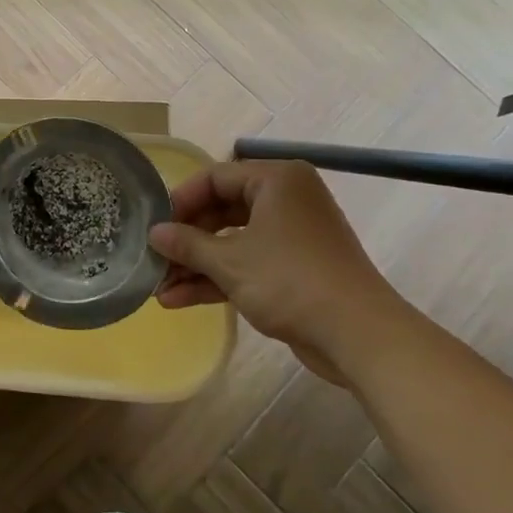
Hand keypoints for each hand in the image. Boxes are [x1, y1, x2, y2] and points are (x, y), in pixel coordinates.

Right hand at [147, 160, 406, 383]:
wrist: (358, 335)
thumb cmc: (290, 282)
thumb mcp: (230, 262)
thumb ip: (187, 244)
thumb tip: (154, 233)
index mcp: (276, 180)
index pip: (215, 177)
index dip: (181, 201)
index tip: (155, 226)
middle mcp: (286, 199)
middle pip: (221, 210)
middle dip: (186, 240)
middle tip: (156, 259)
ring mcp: (291, 235)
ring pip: (232, 241)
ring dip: (196, 265)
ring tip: (160, 288)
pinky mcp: (294, 268)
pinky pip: (248, 263)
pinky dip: (218, 279)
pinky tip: (180, 300)